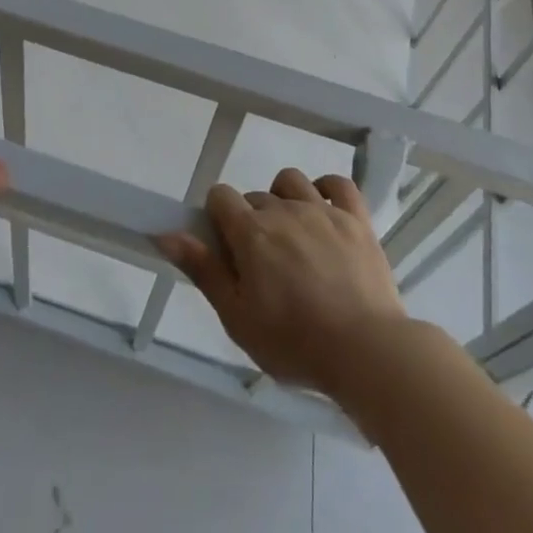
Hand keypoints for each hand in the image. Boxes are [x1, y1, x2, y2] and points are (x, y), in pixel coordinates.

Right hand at [159, 168, 407, 396]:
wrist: (365, 351)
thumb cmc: (294, 342)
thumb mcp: (237, 317)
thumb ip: (203, 270)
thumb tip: (166, 234)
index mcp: (251, 232)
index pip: (220, 196)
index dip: (217, 217)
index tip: (227, 249)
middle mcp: (284, 210)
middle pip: (255, 196)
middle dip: (251, 220)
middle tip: (262, 264)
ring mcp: (324, 210)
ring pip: (292, 181)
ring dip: (284, 199)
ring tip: (291, 234)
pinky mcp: (356, 219)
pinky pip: (338, 184)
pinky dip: (327, 188)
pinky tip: (323, 208)